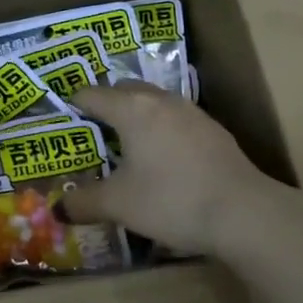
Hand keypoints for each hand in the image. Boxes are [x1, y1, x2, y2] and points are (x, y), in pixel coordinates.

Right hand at [63, 83, 281, 255]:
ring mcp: (190, 111)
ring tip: (128, 144)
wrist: (243, 212)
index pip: (91, 94)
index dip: (74, 104)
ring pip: (153, 101)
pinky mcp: (212, 129)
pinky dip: (162, 129)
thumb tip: (59, 208)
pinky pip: (175, 118)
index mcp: (130, 109)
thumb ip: (84, 202)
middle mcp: (159, 100)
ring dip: (137, 115)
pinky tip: (165, 159)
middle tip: (94, 132)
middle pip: (124, 90)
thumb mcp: (119, 205)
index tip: (64, 118)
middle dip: (106, 104)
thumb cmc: (171, 200)